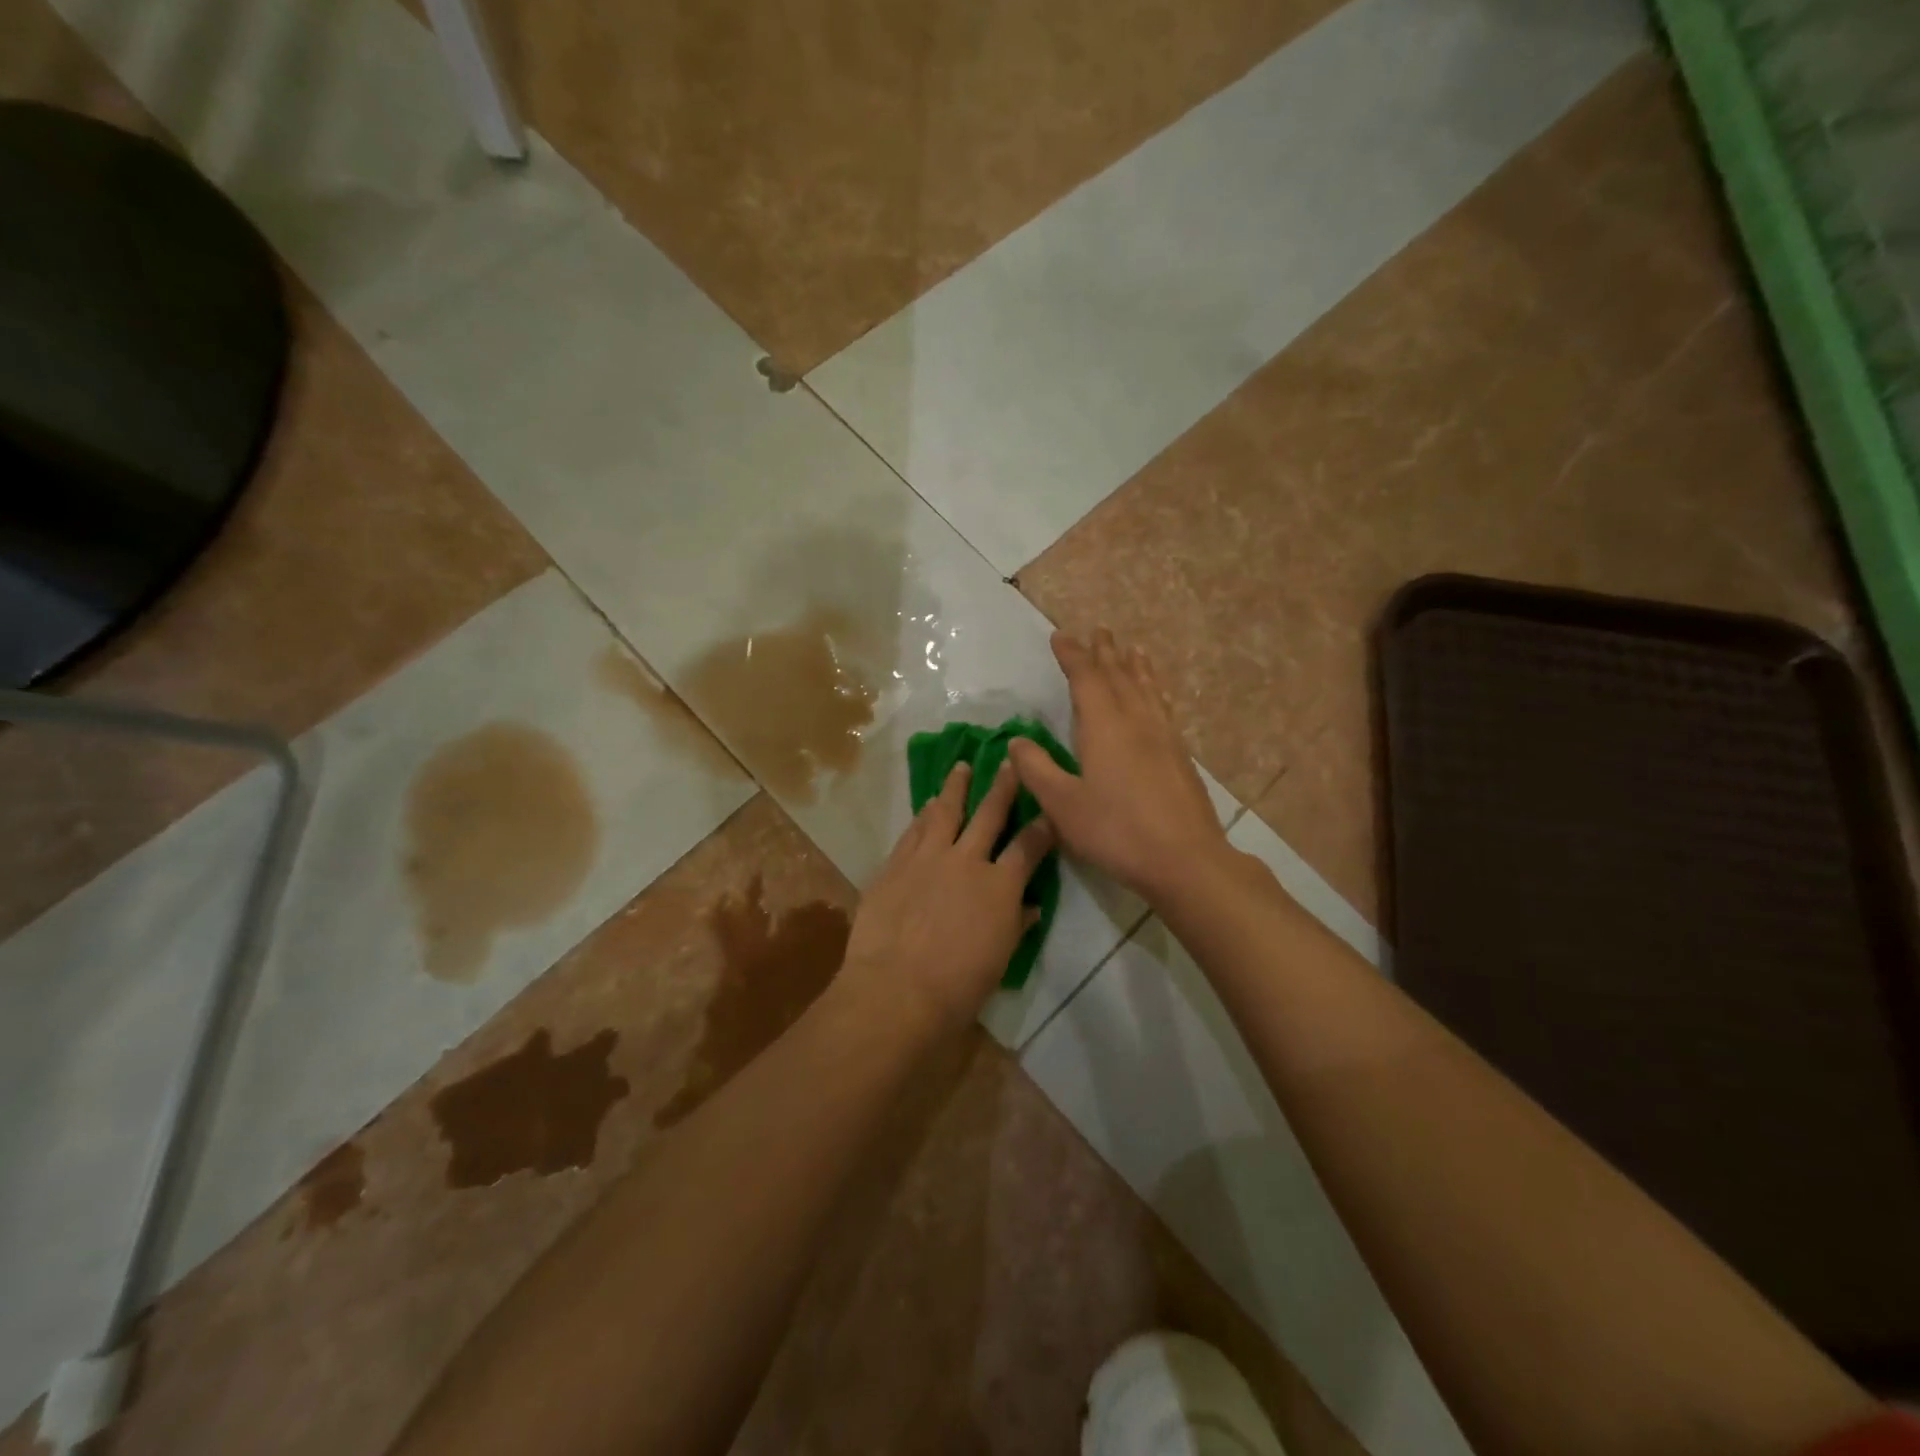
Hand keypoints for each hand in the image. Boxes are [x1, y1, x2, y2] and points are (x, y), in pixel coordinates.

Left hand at [840, 760, 1055, 1036]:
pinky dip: (924, 815)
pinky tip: (927, 805)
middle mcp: (967, 860)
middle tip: (1008, 761)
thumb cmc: (958, 987)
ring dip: (956, 787)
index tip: (1049, 811)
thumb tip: (1030, 907)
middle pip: (989, 813)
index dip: (1042, 827)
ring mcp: (927, 858)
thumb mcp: (999, 959)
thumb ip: (1015, 924)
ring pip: (945, 811)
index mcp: (1000, 886)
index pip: (1029, 846)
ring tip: (961, 767)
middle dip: (1003, 786)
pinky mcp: (895, 864)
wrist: (896, 990)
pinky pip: (913, 831)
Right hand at [1008, 629, 1228, 903]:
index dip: (1073, 655)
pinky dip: (1155, 690)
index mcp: (1105, 726)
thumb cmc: (1116, 831)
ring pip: (1147, 689)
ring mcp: (1164, 737)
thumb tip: (1017, 742)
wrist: (1185, 859)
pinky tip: (1156, 699)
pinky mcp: (1180, 756)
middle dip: (1105, 652)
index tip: (1061, 636)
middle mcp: (1137, 721)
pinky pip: (1163, 707)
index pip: (1086, 678)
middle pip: (1120, 676)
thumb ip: (1037, 770)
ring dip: (1136, 666)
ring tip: (1133, 649)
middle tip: (1099, 630)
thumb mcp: (1063, 805)